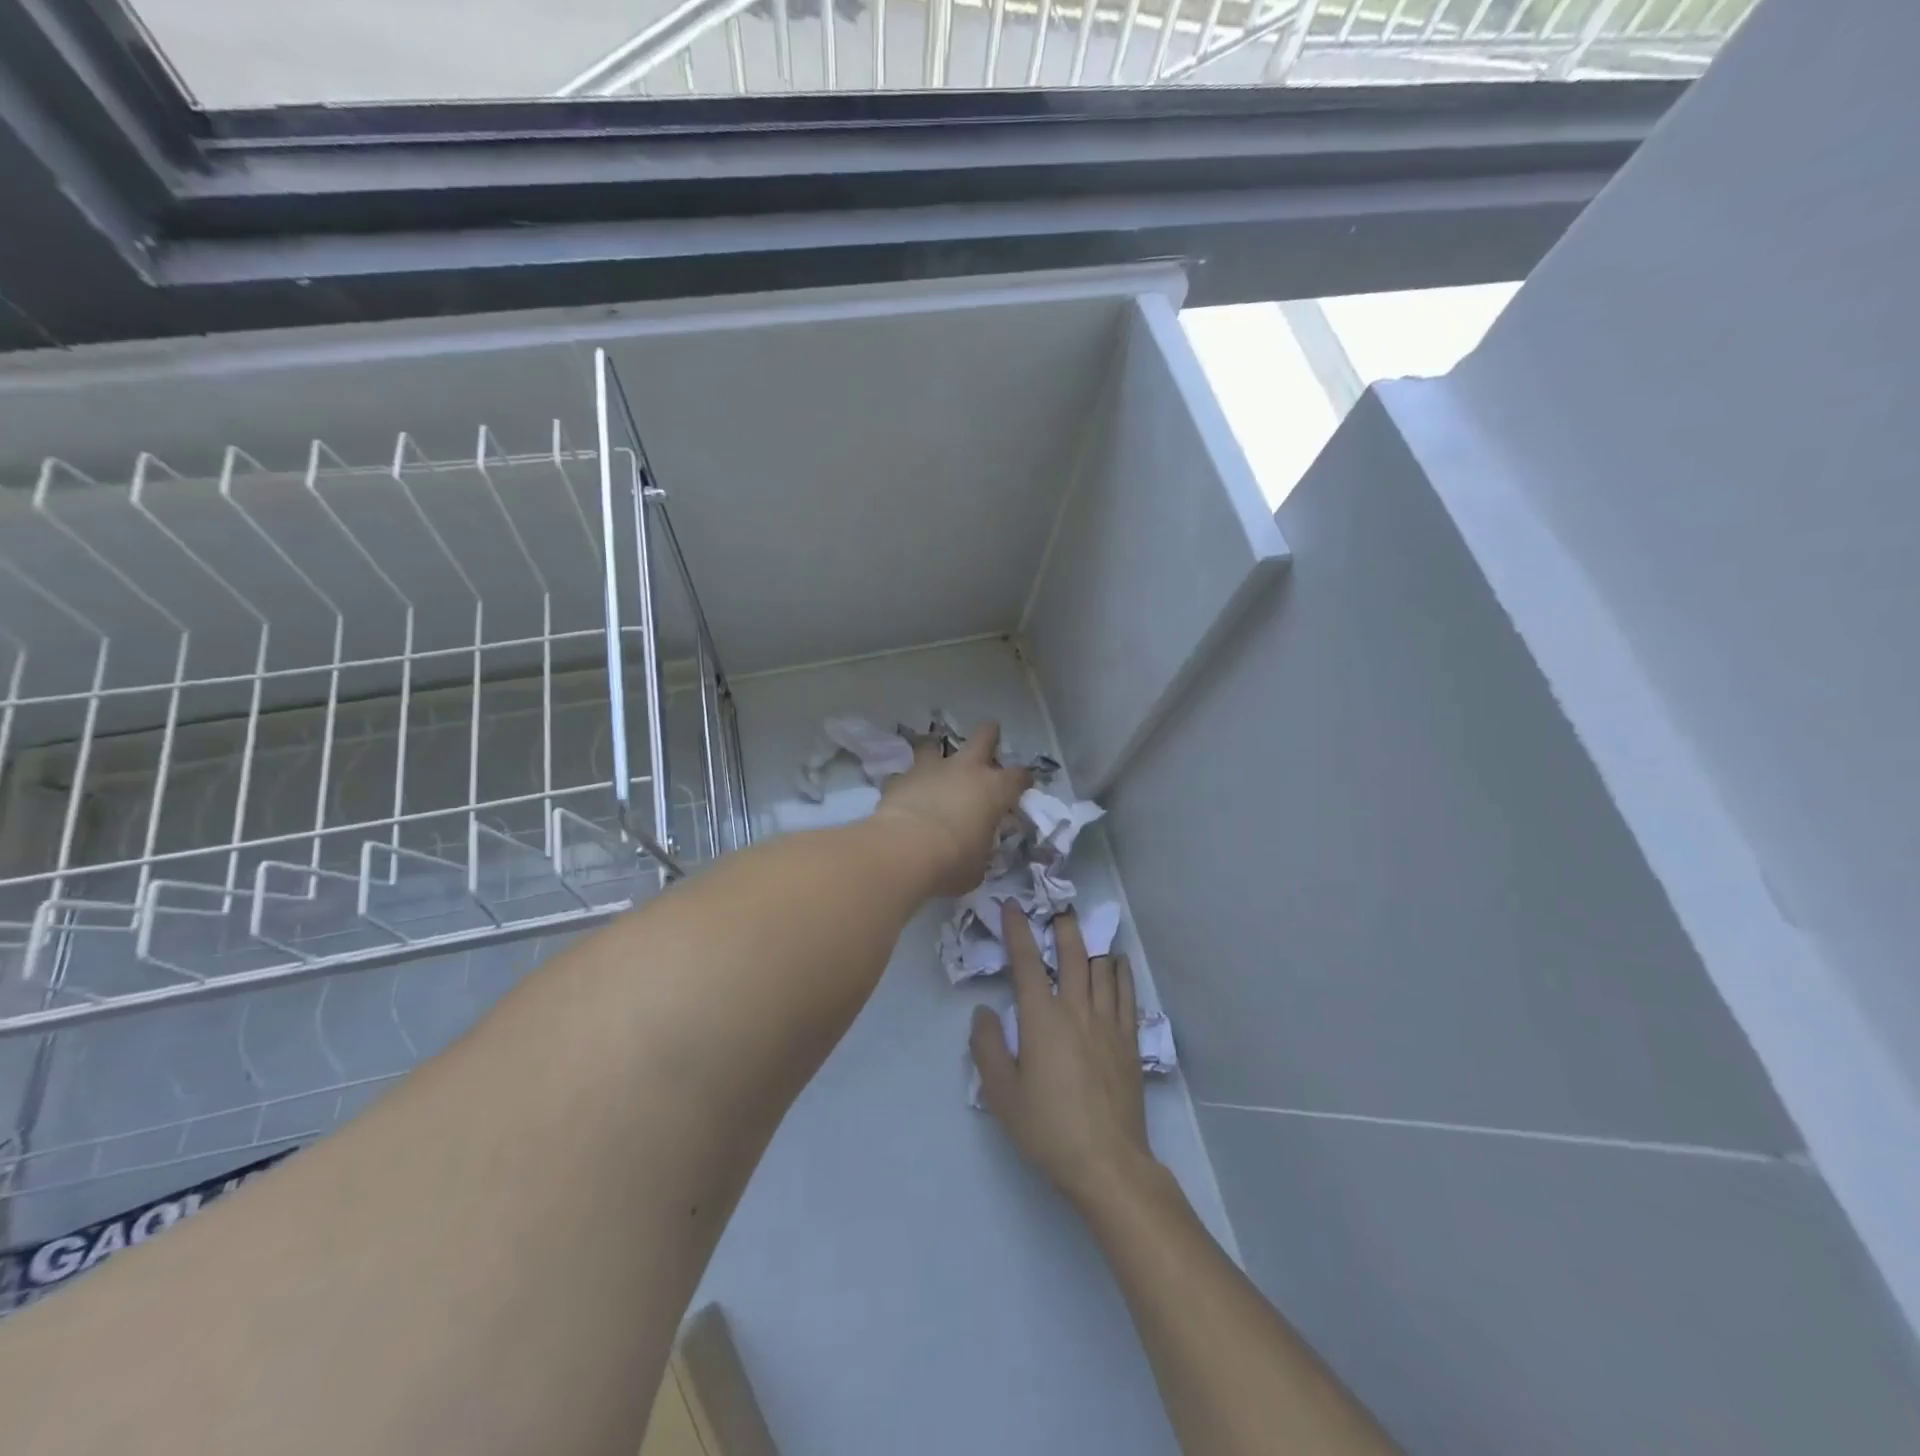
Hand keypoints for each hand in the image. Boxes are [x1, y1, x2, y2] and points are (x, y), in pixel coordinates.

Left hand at [871, 721, 1030, 896]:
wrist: (904, 850)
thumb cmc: (952, 862)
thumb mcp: (978, 865)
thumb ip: (980, 851)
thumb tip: (976, 851)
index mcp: (994, 790)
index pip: (1019, 776)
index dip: (1023, 779)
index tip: (1023, 784)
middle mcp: (966, 770)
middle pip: (984, 736)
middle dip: (989, 734)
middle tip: (989, 738)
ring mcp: (931, 769)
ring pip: (934, 744)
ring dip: (936, 752)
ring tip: (933, 763)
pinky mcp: (900, 778)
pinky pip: (904, 775)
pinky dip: (906, 782)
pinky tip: (903, 794)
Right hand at [971, 904, 1157, 1213]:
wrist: (1107, 1162)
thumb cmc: (1047, 1128)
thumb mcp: (1001, 1093)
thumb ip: (988, 1047)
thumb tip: (984, 1012)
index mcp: (1042, 1018)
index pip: (1025, 962)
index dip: (1016, 930)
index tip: (1011, 906)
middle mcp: (1076, 1009)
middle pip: (1072, 953)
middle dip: (1063, 926)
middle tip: (1056, 909)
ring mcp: (1108, 1022)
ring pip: (1102, 968)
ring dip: (1092, 945)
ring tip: (1085, 933)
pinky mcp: (1129, 1040)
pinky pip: (1127, 993)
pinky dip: (1121, 971)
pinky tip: (1117, 964)